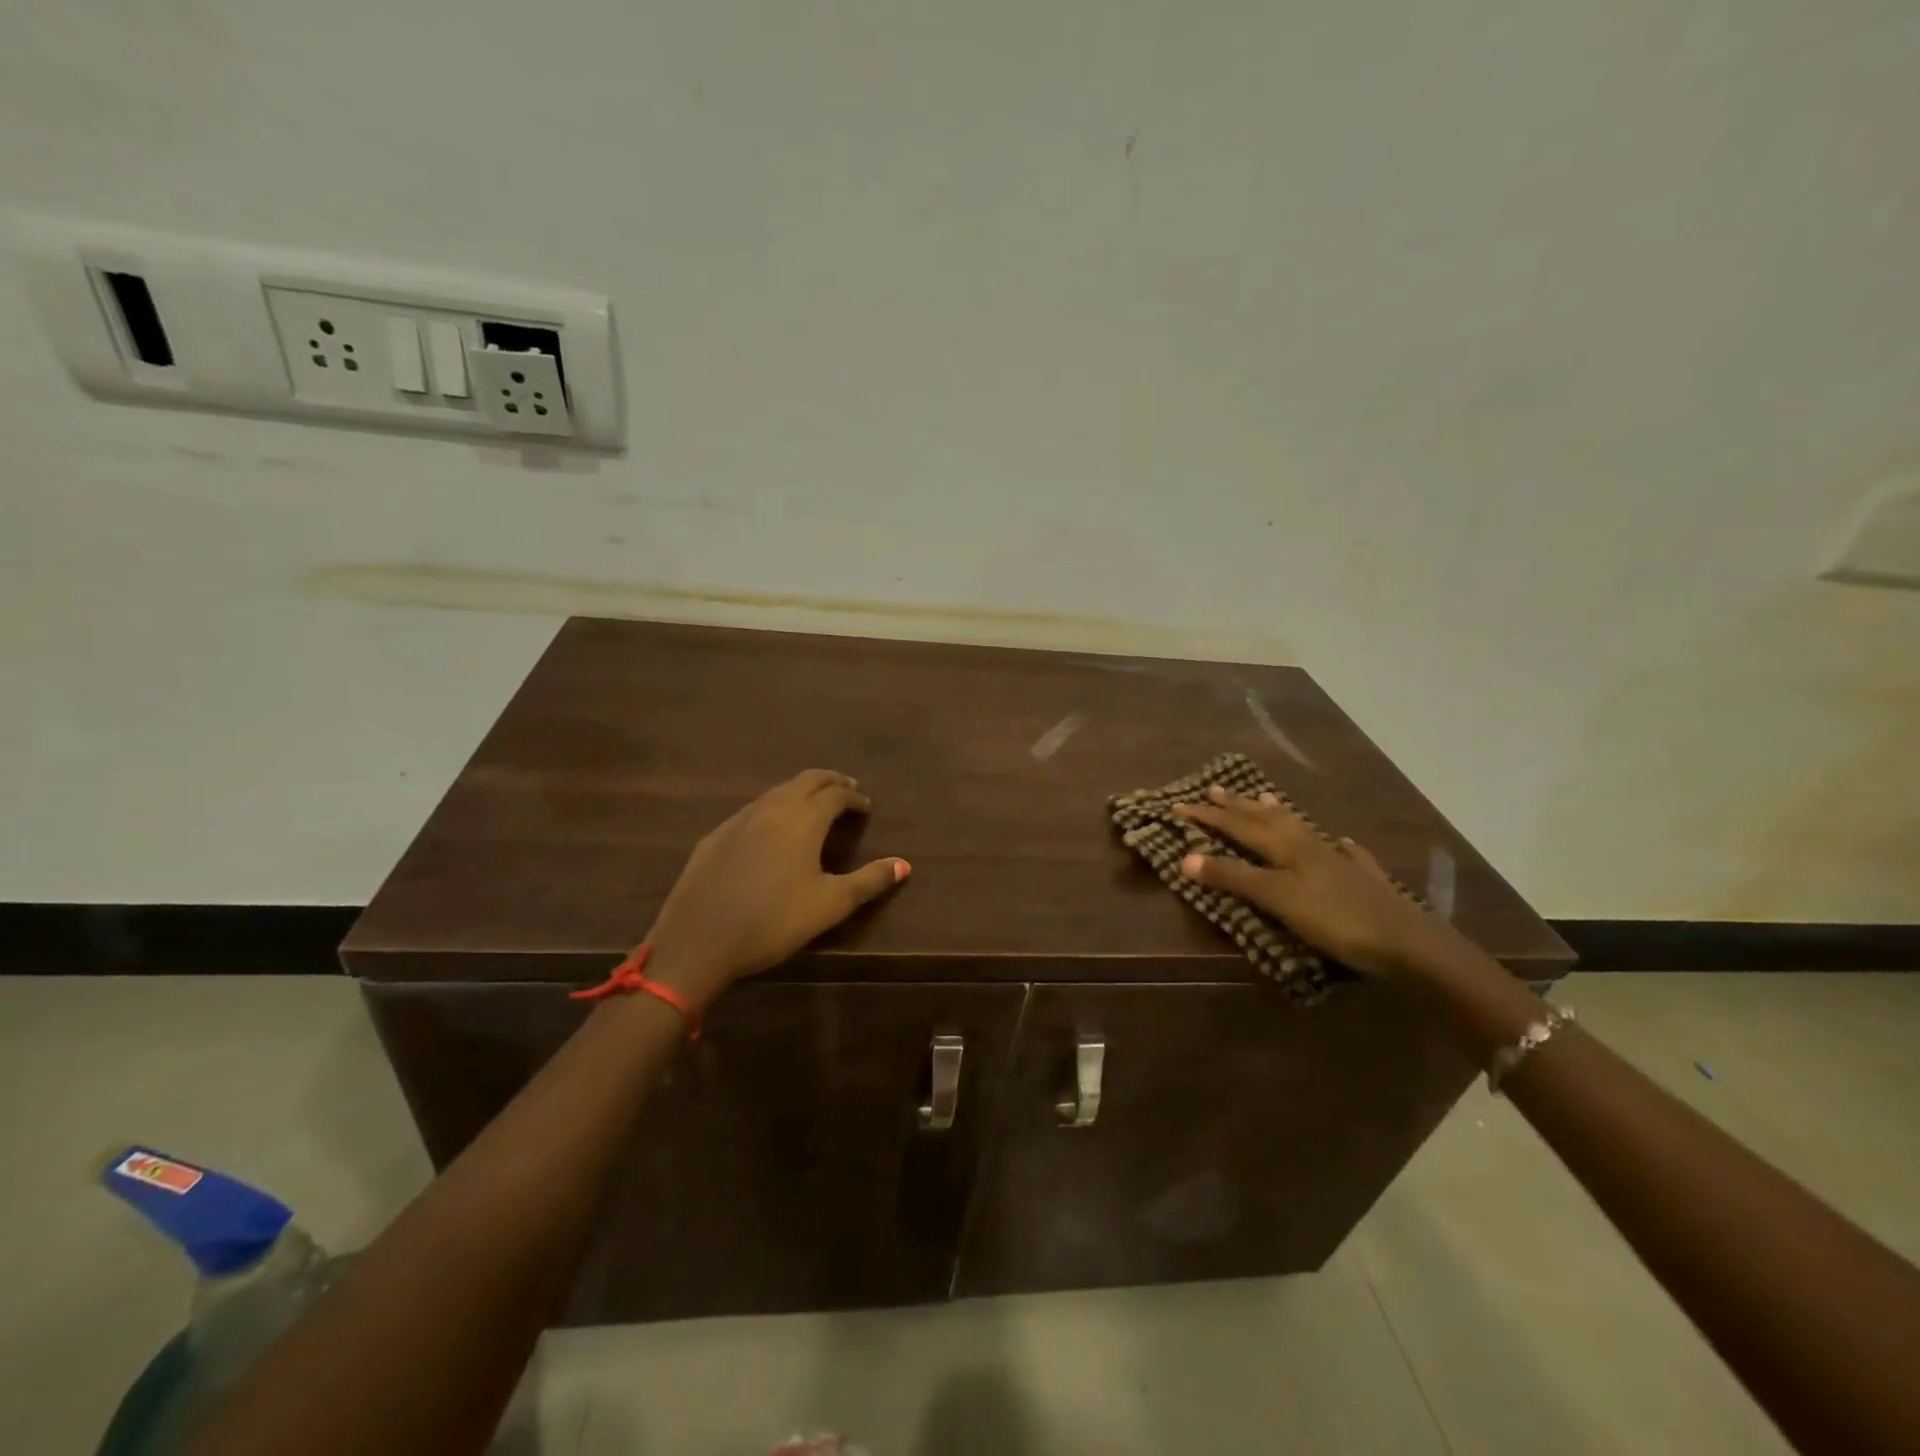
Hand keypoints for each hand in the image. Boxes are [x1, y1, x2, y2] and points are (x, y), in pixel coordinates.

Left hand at [643, 770, 908, 1007]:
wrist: (699, 940)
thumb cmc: (773, 921)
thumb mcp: (830, 905)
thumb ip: (869, 881)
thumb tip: (904, 864)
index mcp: (804, 819)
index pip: (836, 794)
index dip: (855, 797)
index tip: (866, 807)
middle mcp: (773, 808)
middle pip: (807, 780)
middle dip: (830, 781)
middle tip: (847, 790)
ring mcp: (740, 819)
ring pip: (777, 791)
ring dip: (801, 791)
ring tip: (813, 805)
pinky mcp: (716, 836)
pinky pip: (753, 809)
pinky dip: (773, 808)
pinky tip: (770, 829)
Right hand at [1173, 786, 1449, 978]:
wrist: (1408, 944)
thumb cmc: (1336, 920)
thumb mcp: (1277, 898)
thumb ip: (1234, 877)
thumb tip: (1186, 857)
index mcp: (1287, 848)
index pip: (1238, 826)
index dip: (1208, 816)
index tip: (1179, 805)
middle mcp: (1310, 846)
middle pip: (1267, 820)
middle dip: (1236, 807)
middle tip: (1213, 790)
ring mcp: (1340, 862)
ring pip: (1301, 828)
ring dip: (1278, 814)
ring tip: (1263, 797)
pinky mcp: (1365, 881)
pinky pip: (1346, 854)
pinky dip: (1338, 845)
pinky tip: (1343, 842)